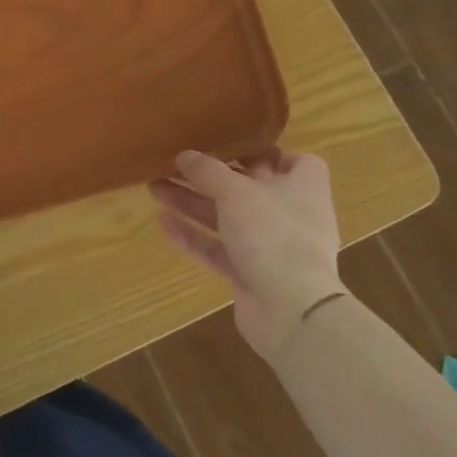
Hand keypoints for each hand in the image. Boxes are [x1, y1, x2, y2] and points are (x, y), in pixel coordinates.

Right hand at [151, 148, 345, 362]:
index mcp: (302, 190)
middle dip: (210, 176)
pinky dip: (194, 235)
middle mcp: (289, 216)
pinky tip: (163, 222)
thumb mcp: (236, 192)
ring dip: (193, 202)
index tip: (234, 144)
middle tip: (174, 163)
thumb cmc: (274, 235)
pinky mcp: (251, 274)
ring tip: (155, 187)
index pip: (299, 163)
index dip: (270, 151)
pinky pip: (218, 248)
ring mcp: (270, 247)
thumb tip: (184, 155)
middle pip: (249, 188)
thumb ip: (208, 171)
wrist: (292, 313)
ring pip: (227, 217)